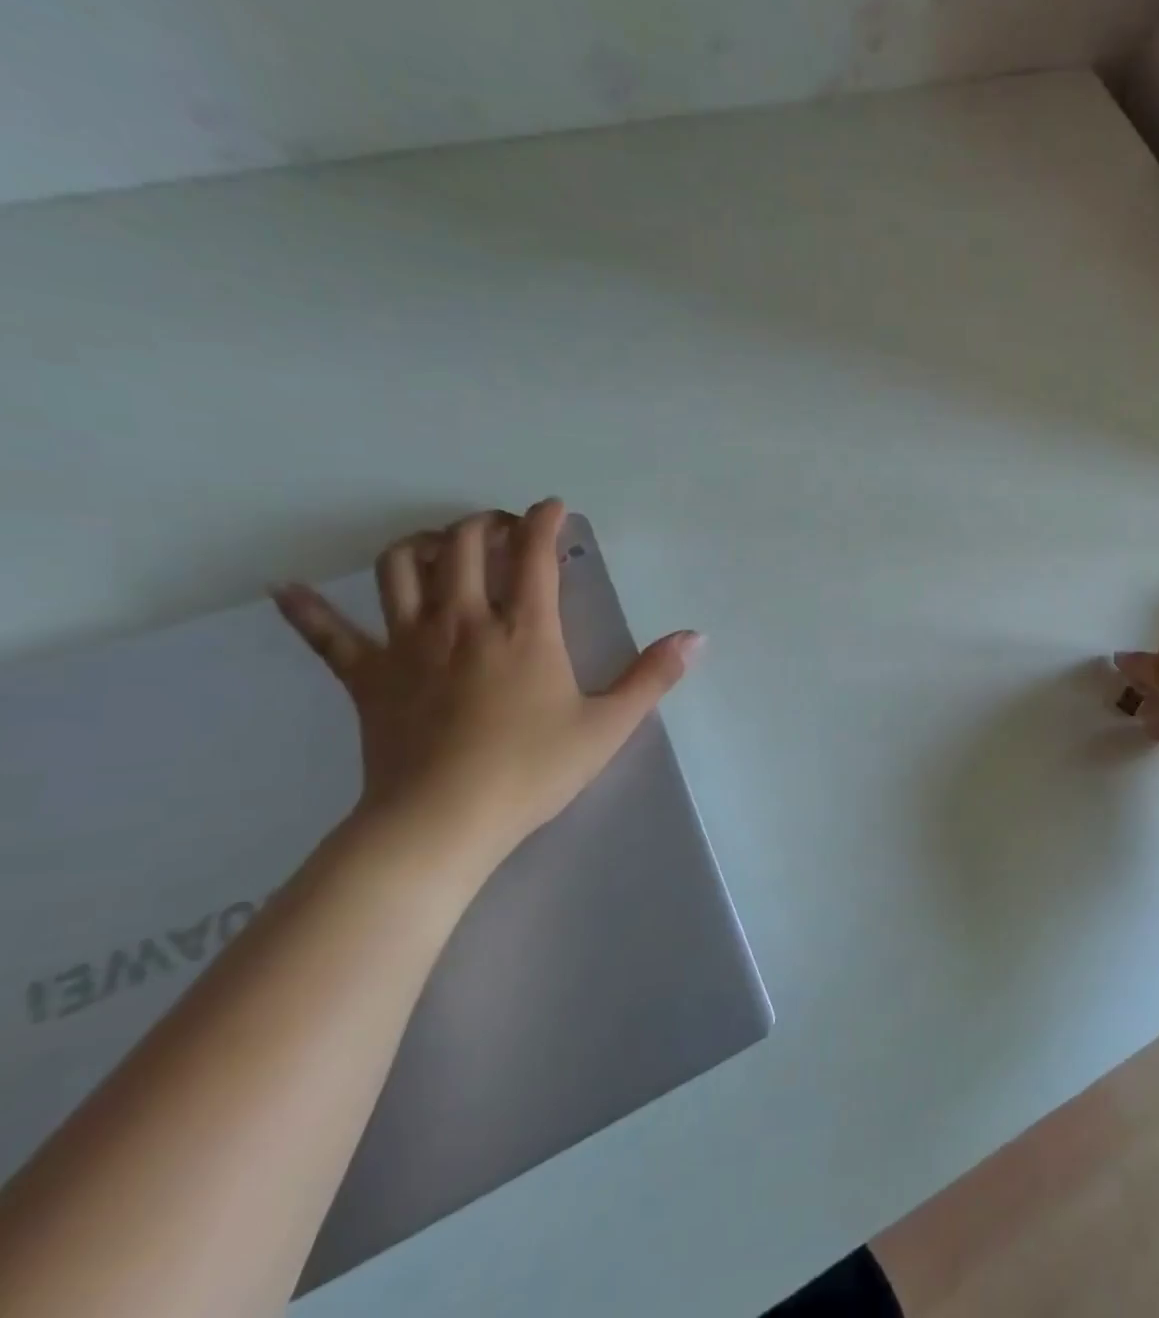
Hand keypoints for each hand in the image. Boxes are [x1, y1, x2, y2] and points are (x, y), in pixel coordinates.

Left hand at [273, 499, 701, 878]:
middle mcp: (463, 622)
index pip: (533, 555)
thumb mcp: (609, 726)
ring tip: (437, 545)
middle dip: (483, 525)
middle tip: (504, 528)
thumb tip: (696, 637)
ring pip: (398, 570)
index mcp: (524, 630)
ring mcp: (407, 646)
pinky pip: (328, 636)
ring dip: (417, 545)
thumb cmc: (532, 771)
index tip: (554, 508)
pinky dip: (307, 610)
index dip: (544, 521)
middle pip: (460, 546)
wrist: (441, 824)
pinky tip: (288, 590)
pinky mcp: (367, 678)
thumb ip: (652, 676)